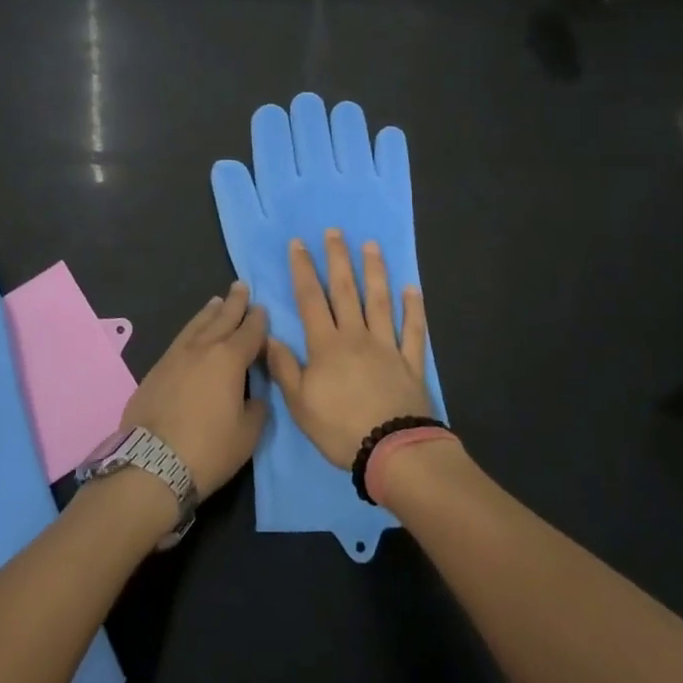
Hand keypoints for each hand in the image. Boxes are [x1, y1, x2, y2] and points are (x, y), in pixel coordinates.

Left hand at [119, 282, 268, 496]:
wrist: (151, 463)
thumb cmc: (208, 449)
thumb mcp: (247, 435)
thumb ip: (256, 408)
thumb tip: (254, 396)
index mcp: (230, 359)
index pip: (250, 332)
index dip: (258, 320)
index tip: (263, 308)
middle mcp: (203, 349)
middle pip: (222, 318)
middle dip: (234, 302)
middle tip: (241, 285)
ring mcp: (175, 357)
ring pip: (196, 325)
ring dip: (209, 312)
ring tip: (216, 301)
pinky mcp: (156, 370)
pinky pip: (180, 340)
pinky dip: (191, 330)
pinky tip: (192, 333)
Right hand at [265, 230, 435, 468]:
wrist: (393, 451)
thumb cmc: (340, 429)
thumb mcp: (300, 404)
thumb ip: (284, 368)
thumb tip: (269, 336)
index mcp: (326, 345)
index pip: (310, 299)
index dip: (303, 269)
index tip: (298, 243)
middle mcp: (356, 336)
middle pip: (346, 290)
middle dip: (338, 259)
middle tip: (335, 231)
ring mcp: (387, 346)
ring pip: (380, 301)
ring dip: (375, 271)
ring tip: (371, 246)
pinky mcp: (411, 362)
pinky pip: (413, 330)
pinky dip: (414, 309)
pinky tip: (412, 289)